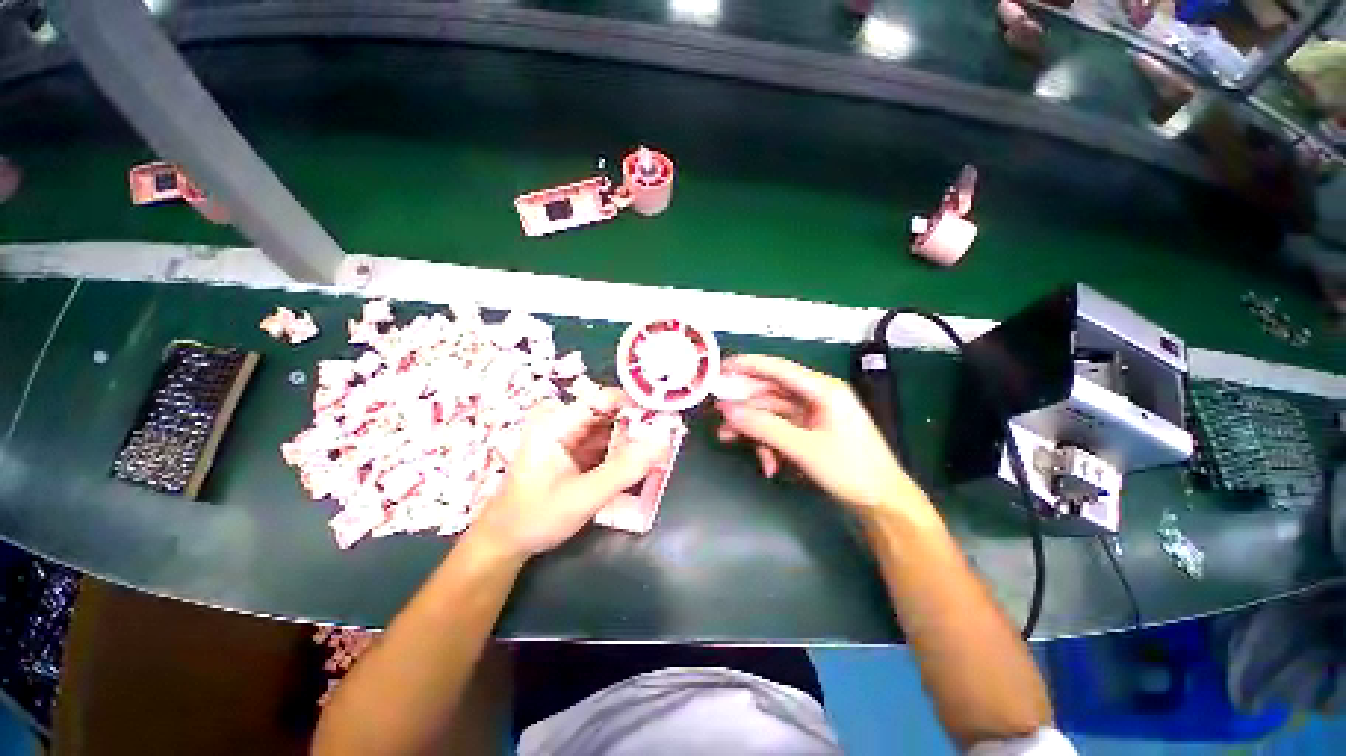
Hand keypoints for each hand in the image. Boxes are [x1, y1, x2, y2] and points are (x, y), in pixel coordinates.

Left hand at [469, 389, 661, 559]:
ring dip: (634, 437)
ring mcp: (568, 432)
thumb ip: (624, 470)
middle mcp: (562, 419)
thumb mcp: (583, 497)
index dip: (637, 404)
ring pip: (611, 425)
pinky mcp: (574, 446)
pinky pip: (606, 439)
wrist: (506, 540)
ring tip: (659, 450)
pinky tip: (640, 460)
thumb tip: (663, 443)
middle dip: (639, 424)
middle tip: (669, 439)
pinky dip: (623, 449)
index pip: (605, 398)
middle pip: (610, 410)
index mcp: (556, 422)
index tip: (667, 418)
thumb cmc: (536, 517)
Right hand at [715, 355, 920, 513]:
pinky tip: (768, 465)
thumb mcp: (803, 448)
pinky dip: (769, 444)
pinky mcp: (810, 432)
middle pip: (771, 392)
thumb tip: (727, 409)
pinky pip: (781, 430)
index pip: (778, 369)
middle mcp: (816, 396)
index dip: (747, 365)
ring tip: (727, 439)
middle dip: (744, 405)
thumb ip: (763, 426)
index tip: (720, 369)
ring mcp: (813, 415)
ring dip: (753, 428)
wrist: (883, 503)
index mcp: (822, 389)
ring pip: (772, 413)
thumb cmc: (851, 470)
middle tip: (718, 413)